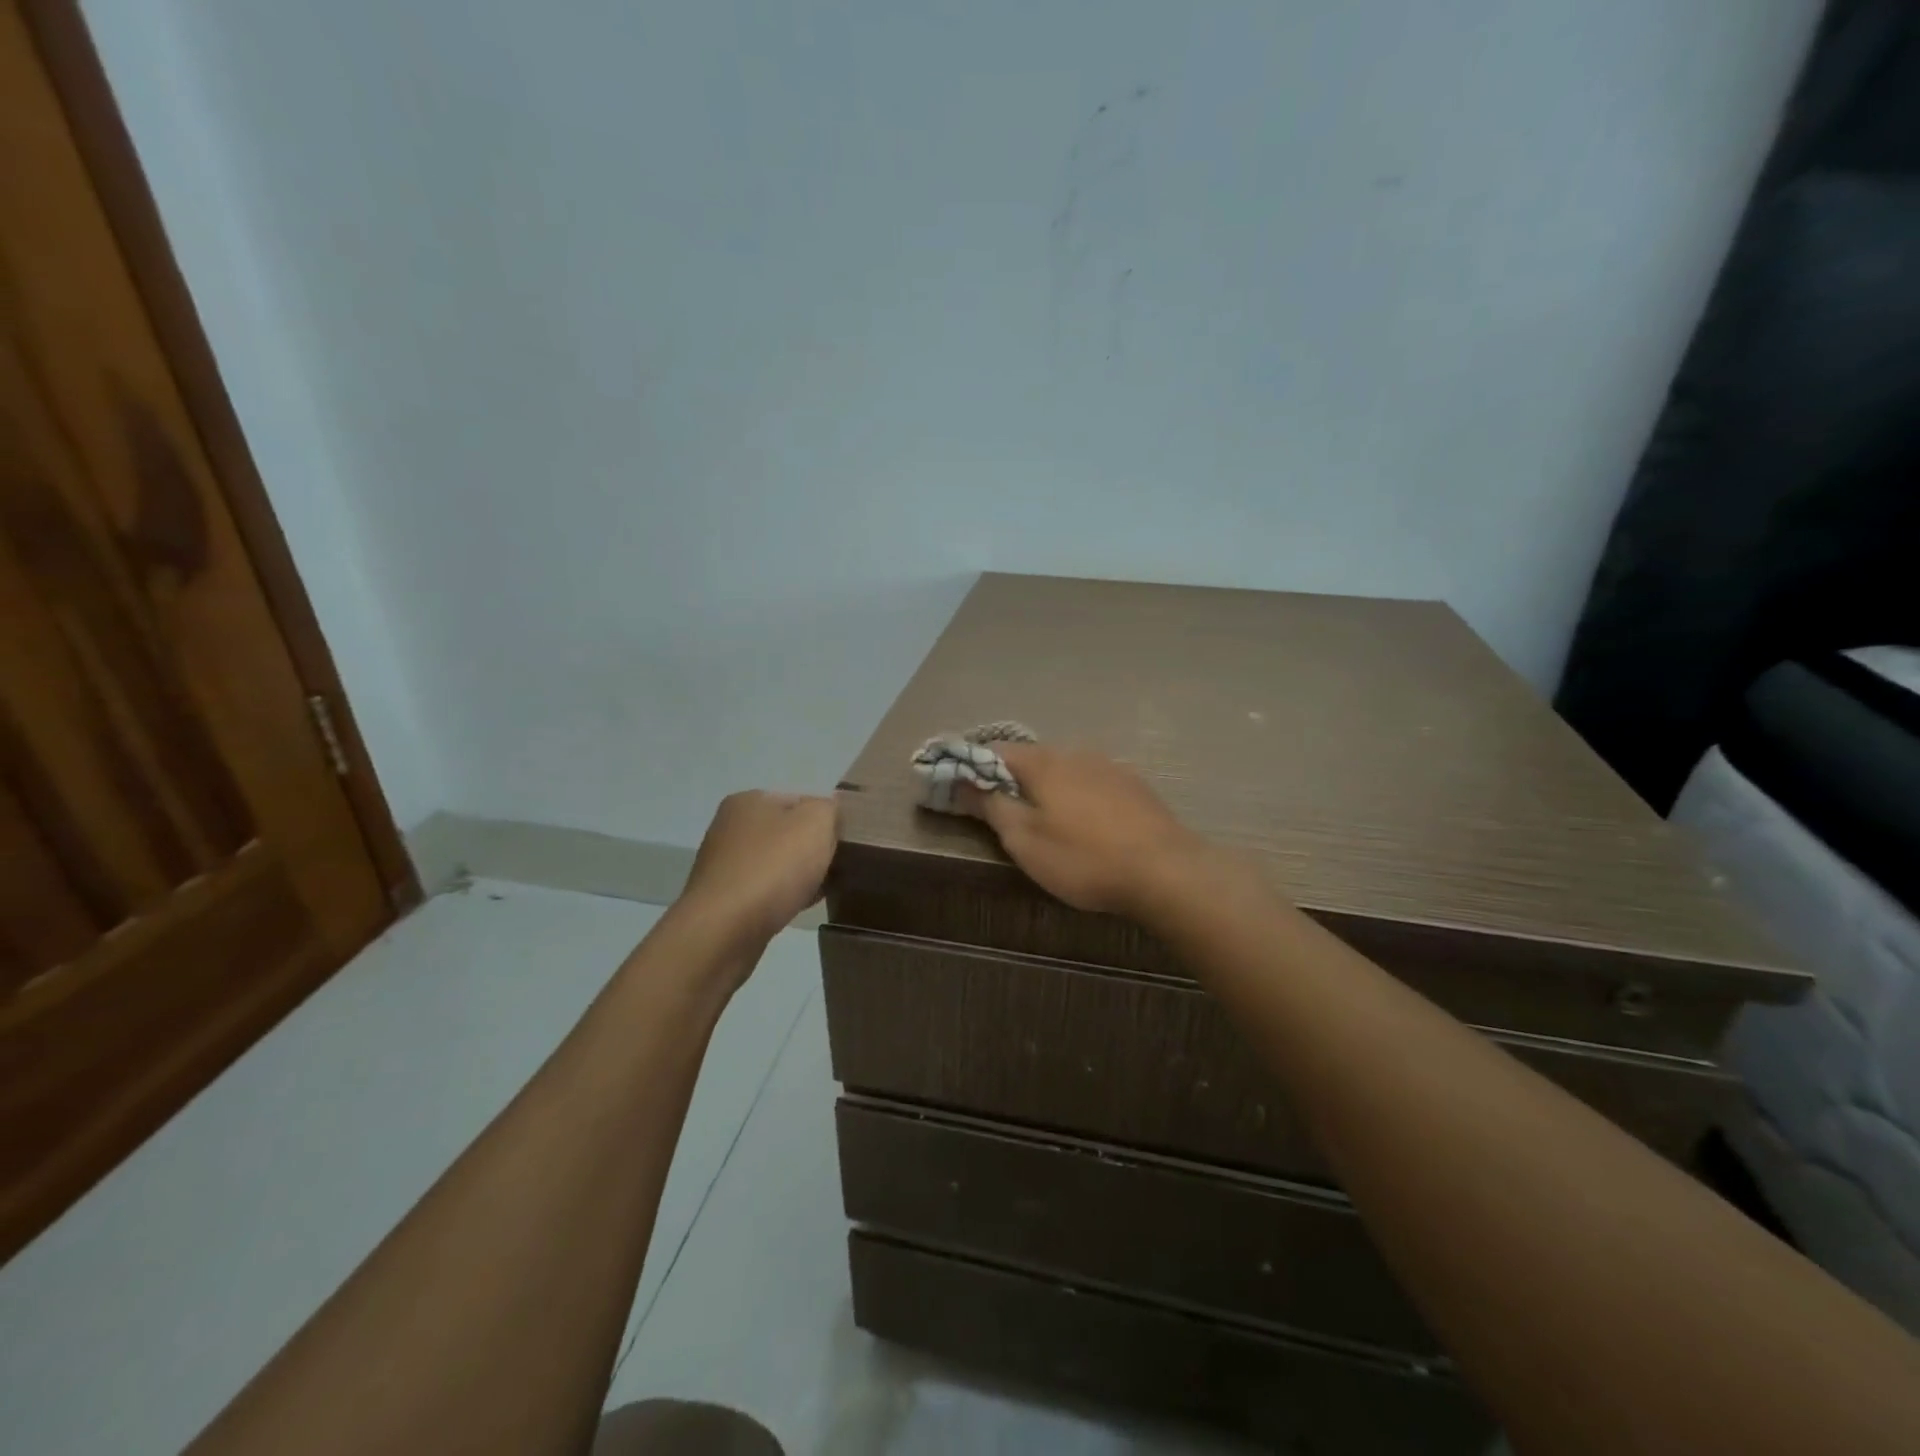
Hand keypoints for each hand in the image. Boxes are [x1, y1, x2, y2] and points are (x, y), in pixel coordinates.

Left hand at [678, 791, 838, 950]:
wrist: (725, 930)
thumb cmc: (773, 867)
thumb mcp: (815, 822)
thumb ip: (829, 809)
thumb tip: (829, 815)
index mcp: (749, 801)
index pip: (802, 801)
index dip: (828, 821)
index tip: (846, 844)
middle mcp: (731, 828)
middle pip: (789, 833)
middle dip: (814, 850)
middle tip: (839, 868)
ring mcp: (725, 865)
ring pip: (779, 864)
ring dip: (801, 875)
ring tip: (824, 890)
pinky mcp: (724, 900)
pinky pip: (766, 891)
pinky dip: (785, 896)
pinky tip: (801, 907)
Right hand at [957, 744, 1204, 916]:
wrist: (1166, 871)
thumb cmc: (1083, 858)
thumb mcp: (1025, 840)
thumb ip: (991, 806)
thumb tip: (962, 781)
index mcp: (1043, 763)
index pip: (995, 751)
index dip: (972, 767)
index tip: (960, 788)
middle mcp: (1076, 753)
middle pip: (1031, 758)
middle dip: (1010, 778)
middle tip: (1000, 811)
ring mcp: (1110, 767)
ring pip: (1065, 769)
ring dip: (1046, 787)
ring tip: (1043, 819)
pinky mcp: (1135, 786)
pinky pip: (1092, 782)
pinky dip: (1077, 795)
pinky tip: (1084, 822)